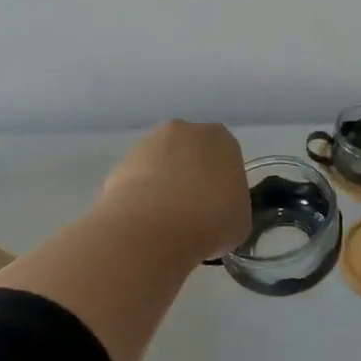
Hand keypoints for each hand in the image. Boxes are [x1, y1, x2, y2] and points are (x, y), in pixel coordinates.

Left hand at [98, 121, 249, 264]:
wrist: (154, 228)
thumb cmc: (212, 220)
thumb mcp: (241, 220)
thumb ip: (232, 206)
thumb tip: (218, 213)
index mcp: (221, 139)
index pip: (225, 158)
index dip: (222, 184)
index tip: (219, 208)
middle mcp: (184, 131)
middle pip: (191, 154)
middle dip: (191, 178)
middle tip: (193, 214)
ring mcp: (147, 144)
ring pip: (161, 166)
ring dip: (164, 186)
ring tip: (166, 223)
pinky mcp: (119, 164)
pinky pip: (137, 181)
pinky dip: (141, 198)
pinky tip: (146, 223)